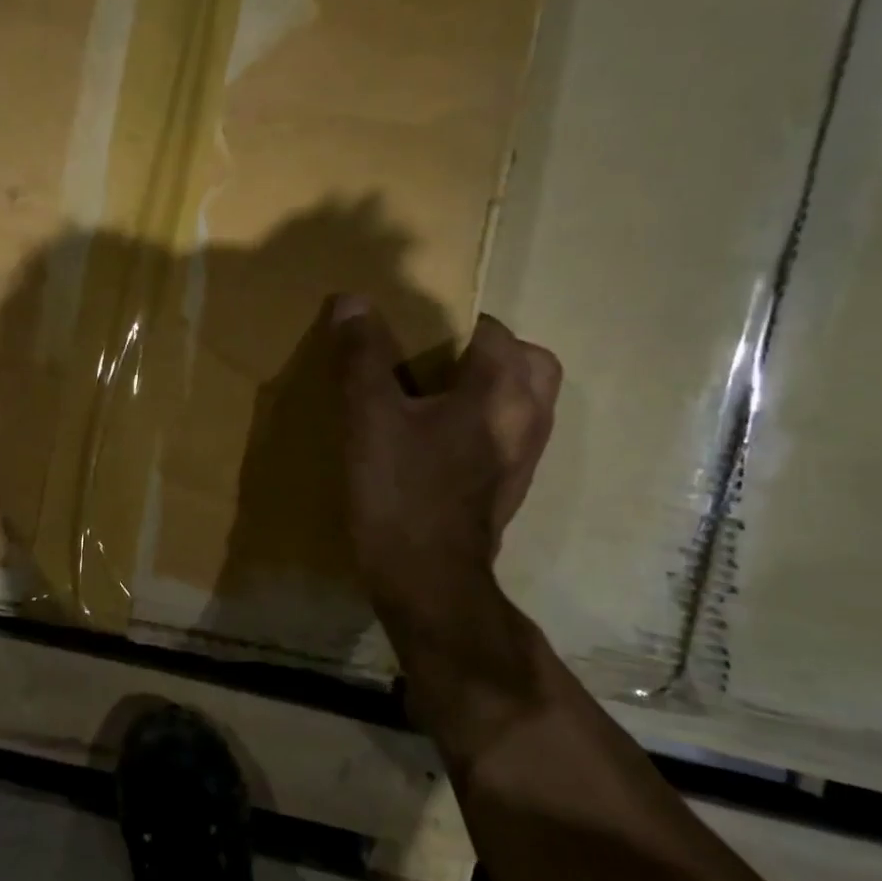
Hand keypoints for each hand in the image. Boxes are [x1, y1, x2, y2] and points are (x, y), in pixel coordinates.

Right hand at [332, 297, 560, 661]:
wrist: (426, 580)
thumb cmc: (401, 491)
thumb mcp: (370, 418)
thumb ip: (363, 356)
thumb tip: (352, 300)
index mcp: (503, 390)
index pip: (491, 329)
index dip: (450, 321)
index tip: (410, 332)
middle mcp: (529, 419)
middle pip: (526, 363)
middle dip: (487, 352)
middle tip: (435, 361)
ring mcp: (525, 458)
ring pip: (523, 401)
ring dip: (489, 387)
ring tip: (434, 396)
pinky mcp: (510, 488)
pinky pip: (508, 436)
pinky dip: (484, 423)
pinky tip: (438, 440)